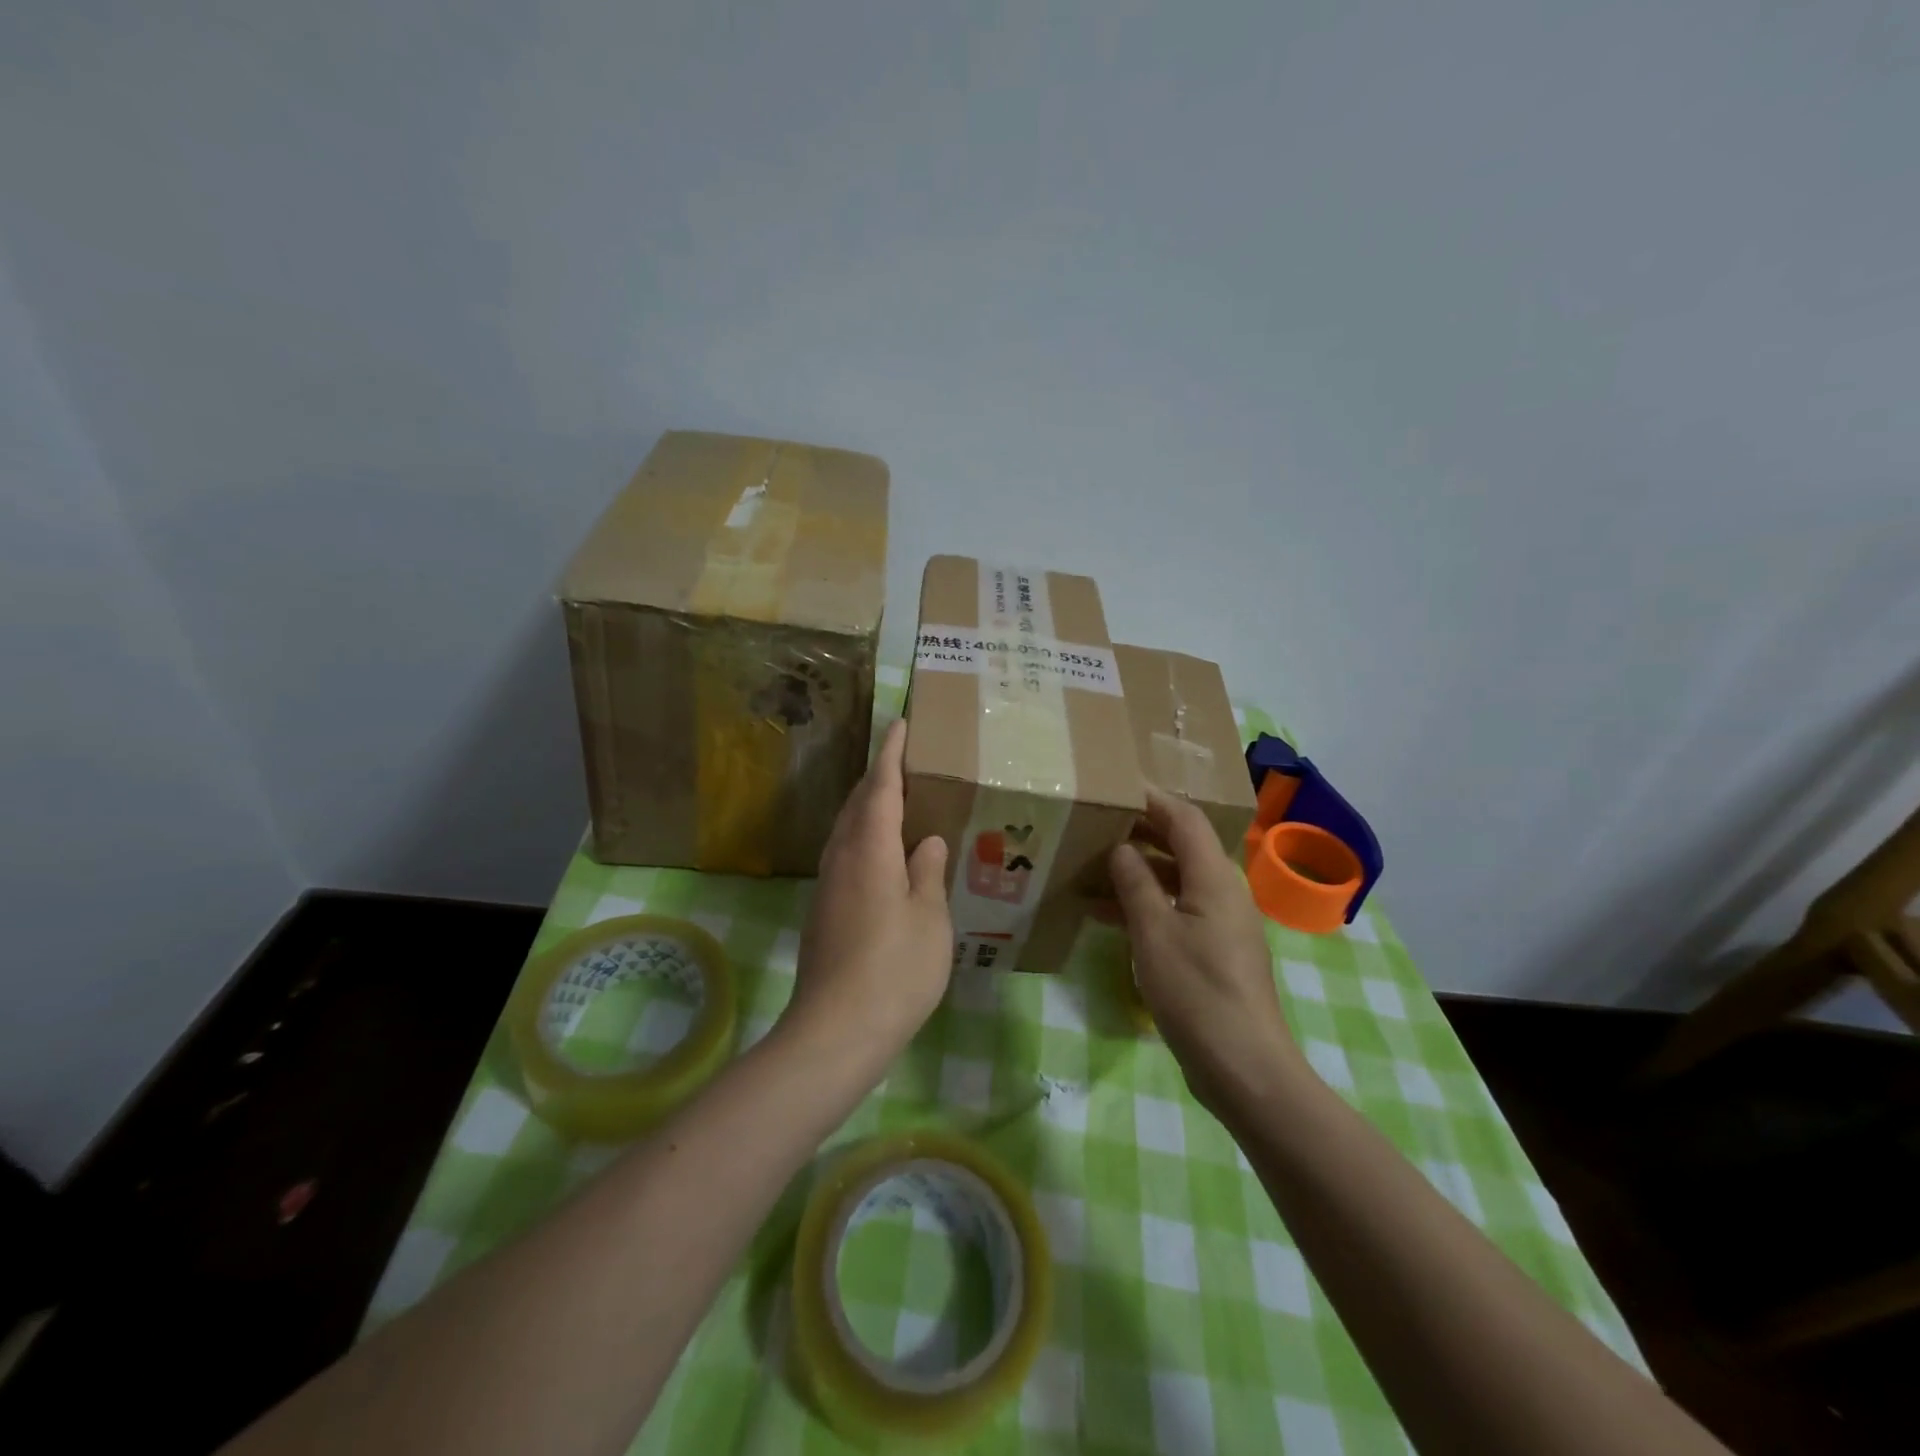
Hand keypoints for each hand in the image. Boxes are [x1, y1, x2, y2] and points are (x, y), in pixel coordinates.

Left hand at [781, 719, 952, 1067]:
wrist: (836, 1030)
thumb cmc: (895, 969)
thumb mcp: (929, 918)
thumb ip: (927, 873)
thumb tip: (925, 842)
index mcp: (870, 850)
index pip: (880, 788)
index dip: (890, 755)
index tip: (899, 724)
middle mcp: (841, 858)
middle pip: (856, 804)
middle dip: (876, 777)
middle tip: (901, 760)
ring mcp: (828, 886)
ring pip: (846, 830)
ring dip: (867, 807)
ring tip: (894, 801)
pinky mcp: (823, 911)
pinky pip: (844, 855)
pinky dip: (863, 838)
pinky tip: (882, 855)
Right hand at [1109, 789, 1306, 1118]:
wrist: (1244, 1067)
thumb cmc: (1197, 993)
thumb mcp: (1154, 933)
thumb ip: (1136, 883)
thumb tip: (1121, 847)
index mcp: (1214, 877)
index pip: (1184, 818)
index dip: (1150, 798)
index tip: (1113, 787)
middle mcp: (1222, 891)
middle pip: (1181, 845)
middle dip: (1139, 831)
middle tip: (1093, 824)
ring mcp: (1220, 922)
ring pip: (1175, 879)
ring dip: (1137, 871)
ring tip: (1089, 868)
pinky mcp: (1213, 950)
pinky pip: (1176, 910)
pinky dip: (1144, 905)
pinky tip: (1105, 915)